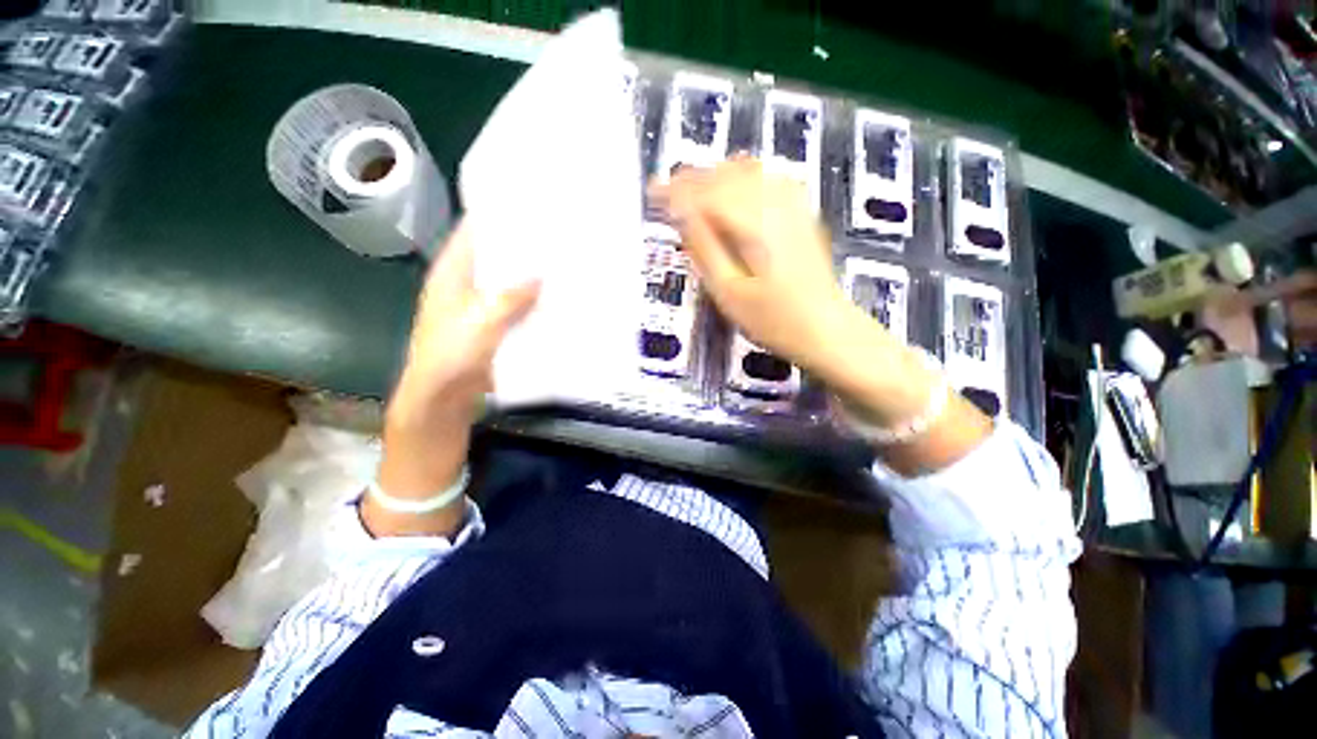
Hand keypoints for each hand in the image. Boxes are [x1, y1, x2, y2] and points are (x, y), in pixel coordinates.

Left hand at [387, 222, 540, 433]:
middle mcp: (465, 285)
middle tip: (557, 236)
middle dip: (521, 247)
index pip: (472, 232)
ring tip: (562, 264)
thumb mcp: (480, 322)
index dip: (495, 216)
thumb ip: (509, 298)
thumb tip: (540, 276)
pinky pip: (516, 308)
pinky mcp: (493, 328)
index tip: (527, 204)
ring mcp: (480, 308)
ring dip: (529, 277)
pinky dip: (532, 303)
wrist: (442, 400)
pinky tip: (555, 301)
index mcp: (452, 274)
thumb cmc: (450, 356)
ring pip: (508, 283)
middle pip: (495, 257)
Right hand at [653, 159, 990, 472]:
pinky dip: (741, 178)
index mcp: (754, 224)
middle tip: (667, 194)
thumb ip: (703, 248)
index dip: (676, 191)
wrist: (827, 330)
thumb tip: (681, 213)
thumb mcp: (728, 292)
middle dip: (692, 180)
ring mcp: (792, 205)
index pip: (707, 193)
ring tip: (692, 193)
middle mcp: (775, 203)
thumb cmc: (773, 321)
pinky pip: (766, 179)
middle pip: (725, 175)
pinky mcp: (801, 213)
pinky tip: (731, 191)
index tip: (653, 193)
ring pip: (746, 171)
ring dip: (715, 177)